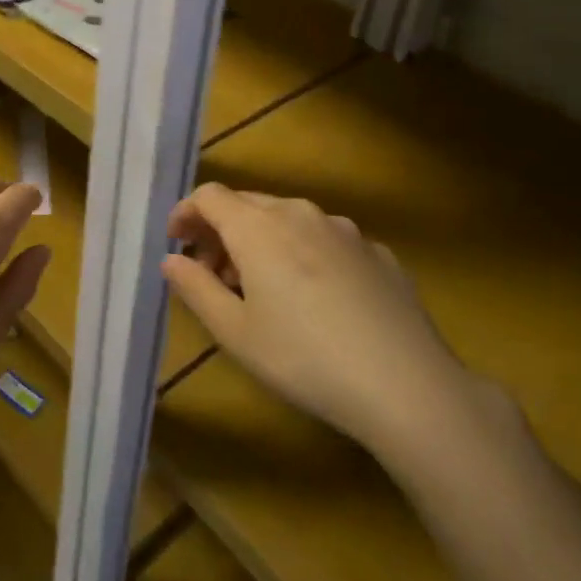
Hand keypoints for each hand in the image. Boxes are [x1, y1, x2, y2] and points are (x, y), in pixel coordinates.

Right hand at [162, 185, 496, 465]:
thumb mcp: (235, 332)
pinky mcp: (378, 252)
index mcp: (258, 227)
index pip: (209, 196)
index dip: (186, 213)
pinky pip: (326, 241)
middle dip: (221, 231)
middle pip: (248, 204)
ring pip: (289, 220)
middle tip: (212, 274)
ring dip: (263, 242)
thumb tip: (172, 260)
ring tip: (262, 289)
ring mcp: (345, 230)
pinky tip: (316, 299)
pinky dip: (305, 255)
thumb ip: (195, 288)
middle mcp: (300, 214)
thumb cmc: (304, 358)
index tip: (176, 243)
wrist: (407, 384)